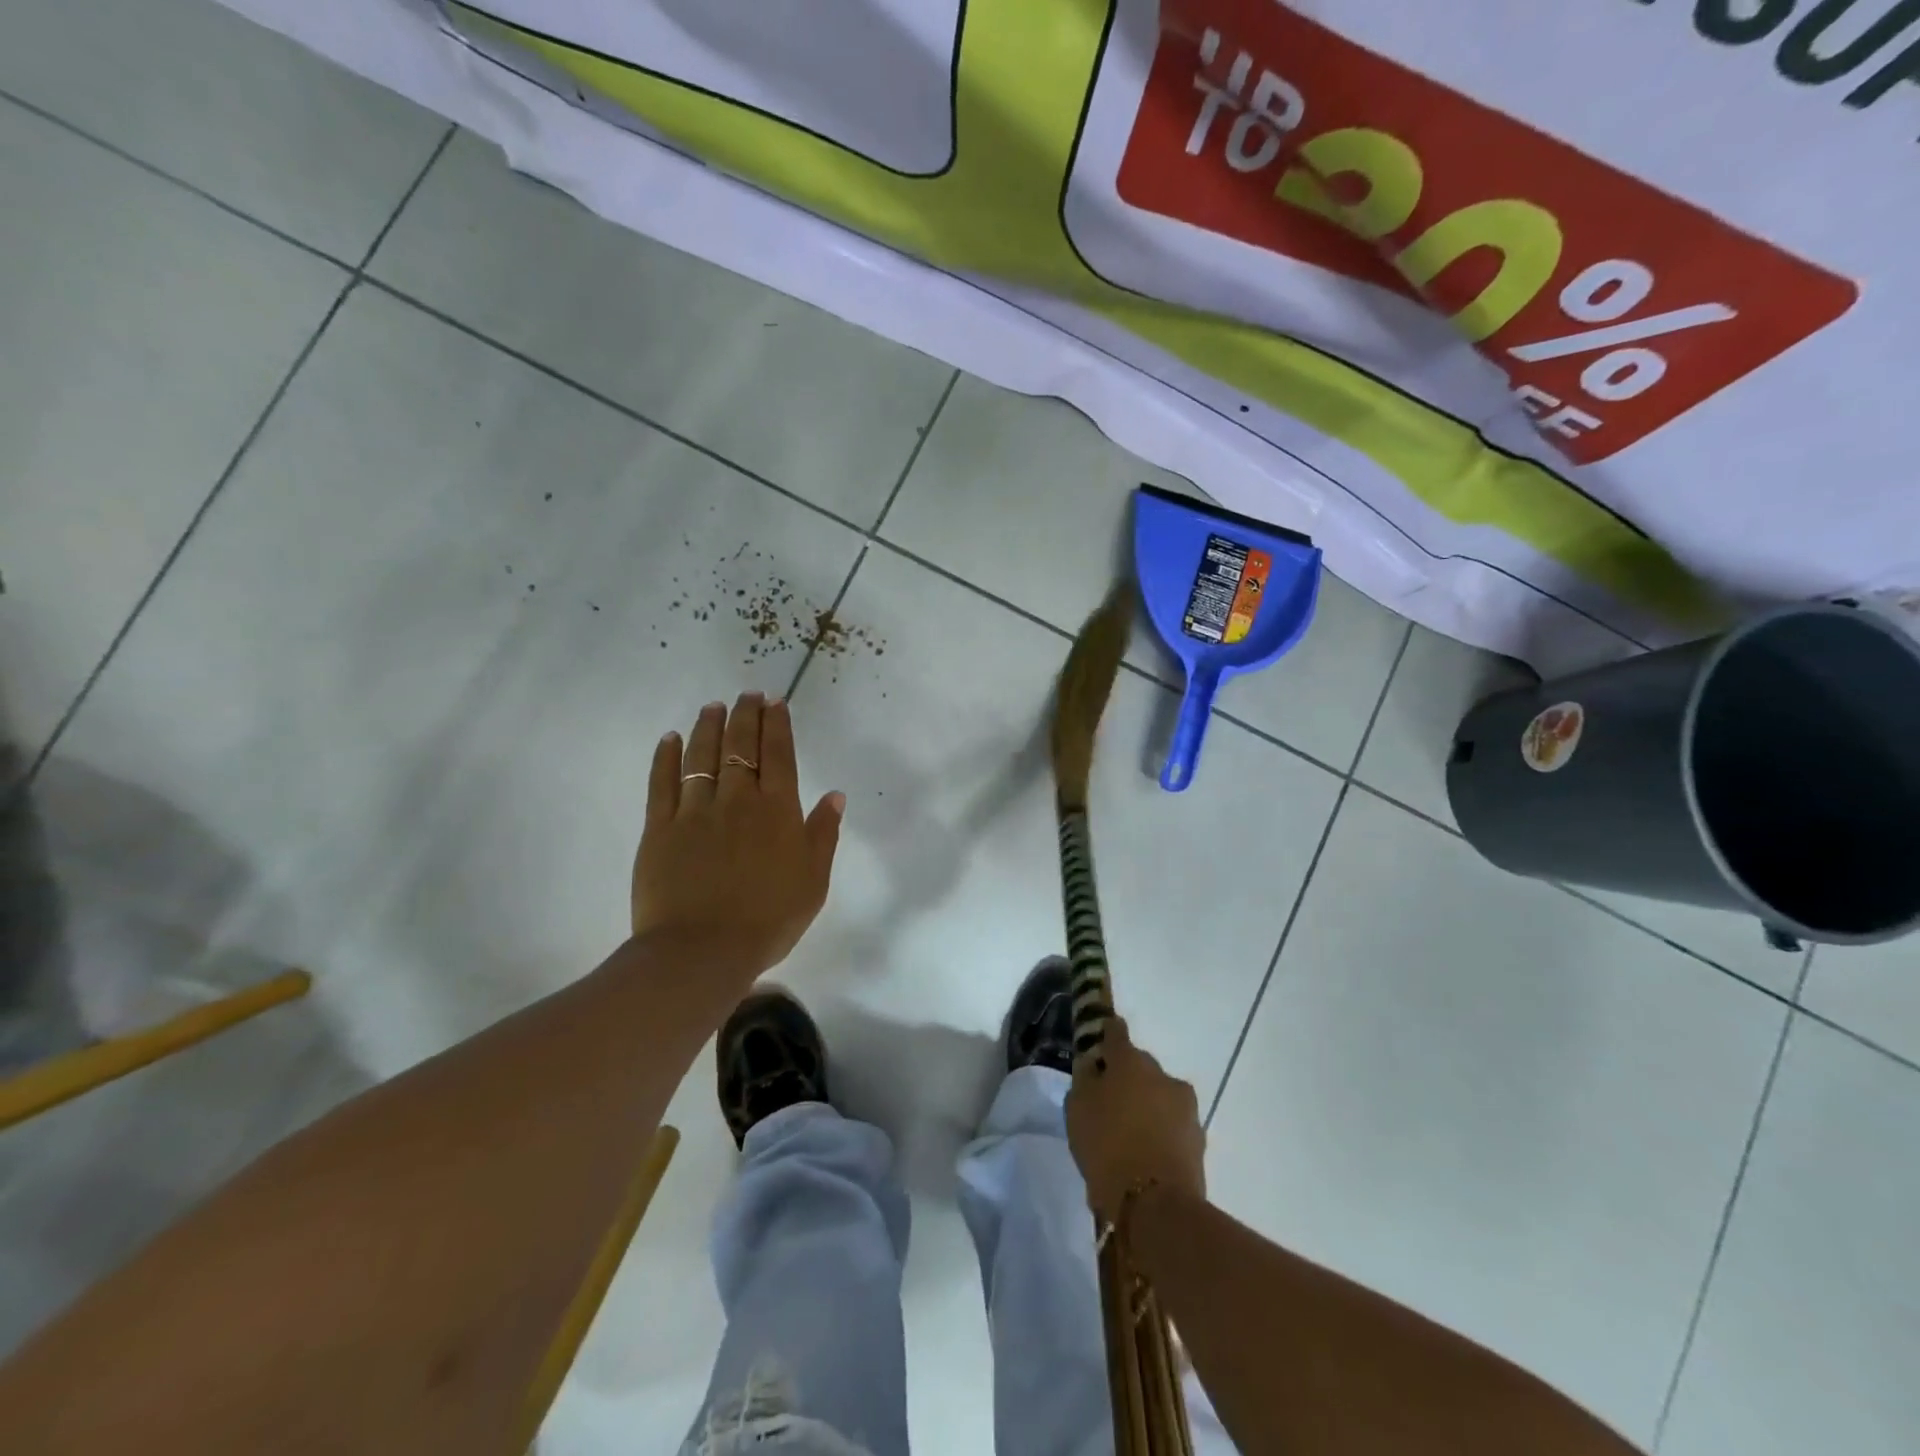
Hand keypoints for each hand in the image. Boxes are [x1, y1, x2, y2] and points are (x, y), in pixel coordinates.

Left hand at [632, 693, 843, 977]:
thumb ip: (823, 834)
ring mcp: (695, 812)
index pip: (779, 756)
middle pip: (741, 747)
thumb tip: (834, 795)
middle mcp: (737, 800)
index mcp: (777, 811)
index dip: (778, 725)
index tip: (776, 702)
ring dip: (709, 727)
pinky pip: (662, 784)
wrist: (702, 951)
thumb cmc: (768, 920)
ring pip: (702, 757)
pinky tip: (670, 739)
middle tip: (748, 694)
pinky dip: (666, 758)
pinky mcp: (659, 829)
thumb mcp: (813, 881)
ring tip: (713, 706)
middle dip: (746, 715)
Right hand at [1065, 1017, 1206, 1221]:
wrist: (1155, 1205)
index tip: (1100, 1040)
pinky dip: (1160, 1130)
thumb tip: (1094, 1066)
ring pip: (1160, 1095)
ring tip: (1129, 1131)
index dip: (1107, 1034)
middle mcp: (1162, 1074)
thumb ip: (1085, 1080)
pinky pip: (1172, 1124)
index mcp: (1130, 1061)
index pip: (1116, 1032)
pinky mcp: (1198, 1138)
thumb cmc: (1106, 1146)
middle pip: (1141, 1066)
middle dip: (1127, 1076)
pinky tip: (1145, 1151)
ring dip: (1147, 1104)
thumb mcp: (1077, 1109)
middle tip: (1110, 1098)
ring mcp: (1185, 1107)